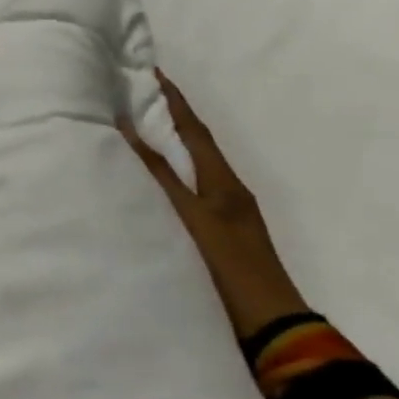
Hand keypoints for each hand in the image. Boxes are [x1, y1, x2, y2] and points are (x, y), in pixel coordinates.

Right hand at [122, 70, 306, 339]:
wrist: (270, 327)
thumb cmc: (229, 267)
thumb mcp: (190, 217)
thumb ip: (158, 175)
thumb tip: (128, 129)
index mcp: (224, 181)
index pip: (194, 130)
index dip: (174, 100)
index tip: (152, 71)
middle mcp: (227, 190)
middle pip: (195, 144)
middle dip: (169, 117)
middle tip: (136, 95)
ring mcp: (224, 214)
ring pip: (191, 167)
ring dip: (167, 145)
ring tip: (135, 129)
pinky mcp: (215, 234)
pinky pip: (187, 190)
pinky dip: (167, 175)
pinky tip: (147, 181)